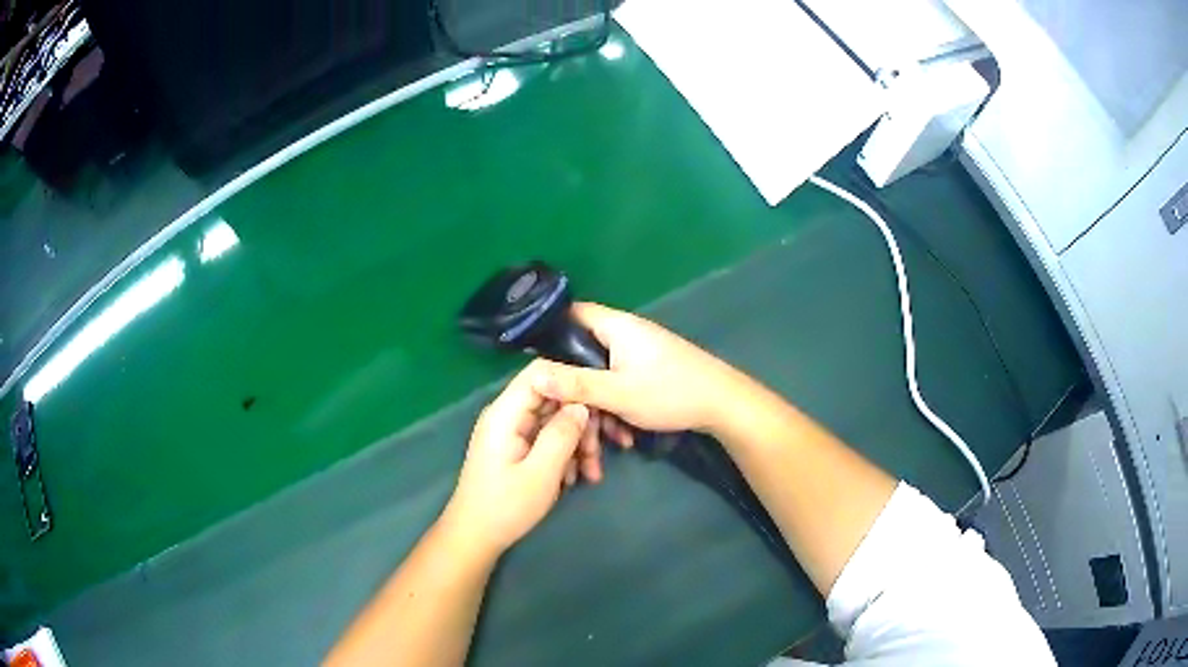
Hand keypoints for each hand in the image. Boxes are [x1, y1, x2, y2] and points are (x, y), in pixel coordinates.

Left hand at [444, 361, 595, 555]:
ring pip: (555, 420)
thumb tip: (582, 405)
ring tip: (591, 473)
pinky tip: (574, 478)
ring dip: (577, 443)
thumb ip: (562, 435)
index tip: (601, 403)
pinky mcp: (518, 448)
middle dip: (581, 421)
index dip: (573, 381)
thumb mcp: (541, 473)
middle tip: (598, 453)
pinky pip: (548, 438)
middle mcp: (508, 415)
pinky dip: (565, 454)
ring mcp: (513, 431)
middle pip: (552, 398)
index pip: (541, 373)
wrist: (476, 537)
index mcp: (506, 413)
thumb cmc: (505, 506)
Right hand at [533, 303, 745, 434]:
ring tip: (606, 438)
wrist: (723, 405)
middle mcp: (626, 332)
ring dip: (599, 405)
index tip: (532, 359)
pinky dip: (618, 406)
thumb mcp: (618, 393)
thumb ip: (576, 384)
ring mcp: (640, 351)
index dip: (549, 330)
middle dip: (576, 386)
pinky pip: (620, 383)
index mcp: (616, 326)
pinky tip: (624, 436)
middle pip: (584, 351)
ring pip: (603, 374)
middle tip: (569, 414)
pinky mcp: (650, 369)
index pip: (572, 312)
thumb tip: (535, 374)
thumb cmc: (669, 392)